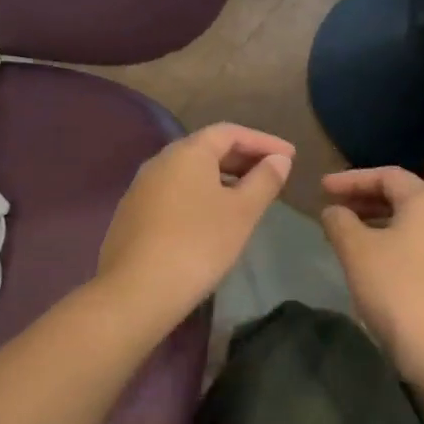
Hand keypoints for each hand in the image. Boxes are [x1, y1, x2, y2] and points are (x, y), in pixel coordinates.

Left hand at [98, 124, 294, 326]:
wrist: (137, 290)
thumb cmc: (198, 244)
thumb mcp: (242, 212)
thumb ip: (264, 180)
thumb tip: (279, 159)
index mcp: (187, 152)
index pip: (230, 132)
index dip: (263, 141)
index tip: (290, 156)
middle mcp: (160, 161)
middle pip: (207, 149)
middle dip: (243, 158)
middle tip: (273, 173)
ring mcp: (141, 188)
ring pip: (189, 173)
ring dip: (222, 178)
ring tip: (248, 196)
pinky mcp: (132, 214)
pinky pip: (174, 193)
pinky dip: (200, 195)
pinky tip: (213, 218)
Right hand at [321, 167, 423, 384]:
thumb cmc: (398, 289)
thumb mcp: (357, 250)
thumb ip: (340, 222)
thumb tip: (334, 210)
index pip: (388, 175)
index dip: (352, 178)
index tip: (322, 188)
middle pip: (403, 197)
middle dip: (364, 199)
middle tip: (333, 208)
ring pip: (411, 224)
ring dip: (377, 223)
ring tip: (348, 235)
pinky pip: (419, 246)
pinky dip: (392, 243)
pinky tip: (372, 263)